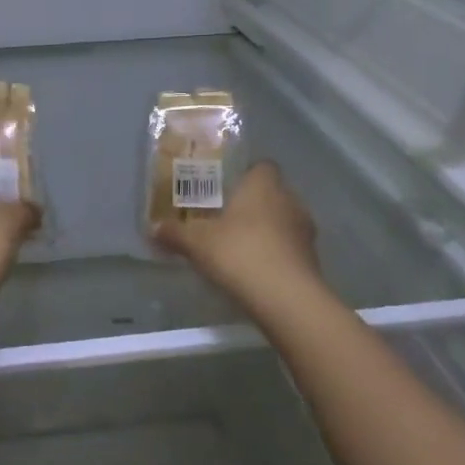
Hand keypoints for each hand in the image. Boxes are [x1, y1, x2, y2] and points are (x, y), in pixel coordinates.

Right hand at [153, 161, 321, 315]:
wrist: (286, 299)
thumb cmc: (239, 253)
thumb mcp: (197, 243)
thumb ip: (175, 233)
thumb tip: (152, 228)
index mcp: (263, 185)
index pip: (260, 166)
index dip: (244, 174)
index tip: (224, 189)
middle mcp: (290, 200)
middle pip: (271, 194)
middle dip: (251, 205)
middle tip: (225, 219)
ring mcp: (305, 230)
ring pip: (282, 221)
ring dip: (266, 231)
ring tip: (239, 247)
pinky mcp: (312, 259)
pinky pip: (289, 248)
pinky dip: (275, 254)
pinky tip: (255, 271)